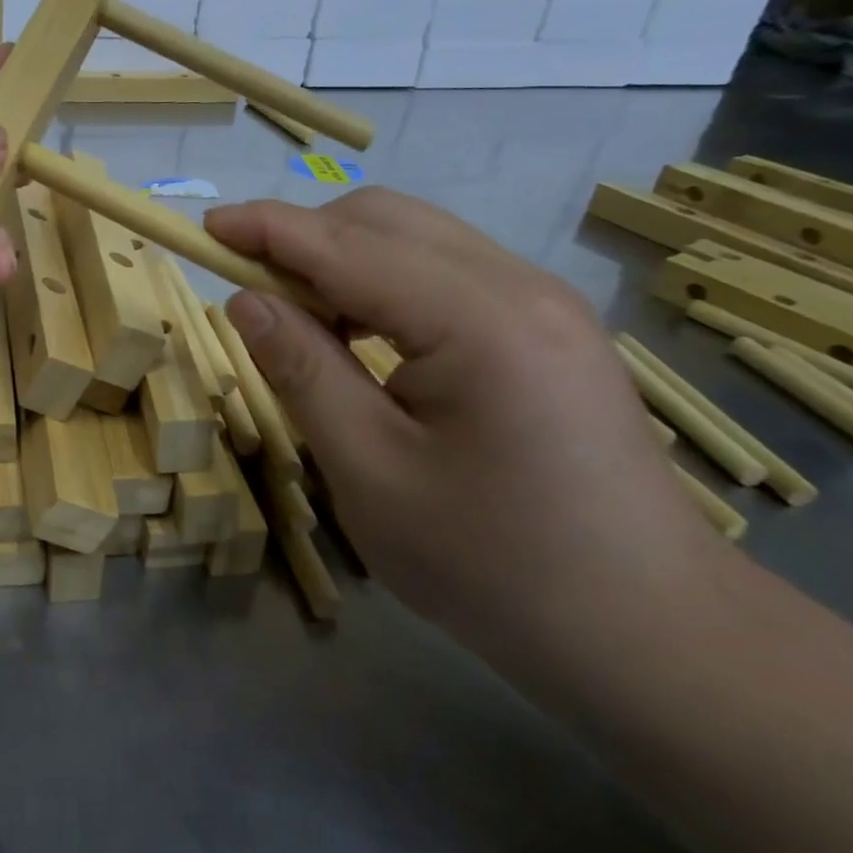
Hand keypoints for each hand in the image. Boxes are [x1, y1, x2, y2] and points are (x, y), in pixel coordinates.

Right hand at [206, 189, 723, 671]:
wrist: (648, 633)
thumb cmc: (494, 566)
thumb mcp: (370, 473)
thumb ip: (303, 371)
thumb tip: (245, 301)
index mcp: (479, 321)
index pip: (346, 245)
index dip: (266, 228)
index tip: (204, 227)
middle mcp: (519, 286)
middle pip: (384, 219)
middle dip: (302, 237)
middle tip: (248, 288)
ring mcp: (543, 302)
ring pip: (414, 237)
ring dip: (340, 257)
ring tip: (297, 316)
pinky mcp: (547, 326)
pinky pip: (443, 270)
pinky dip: (381, 280)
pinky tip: (360, 332)